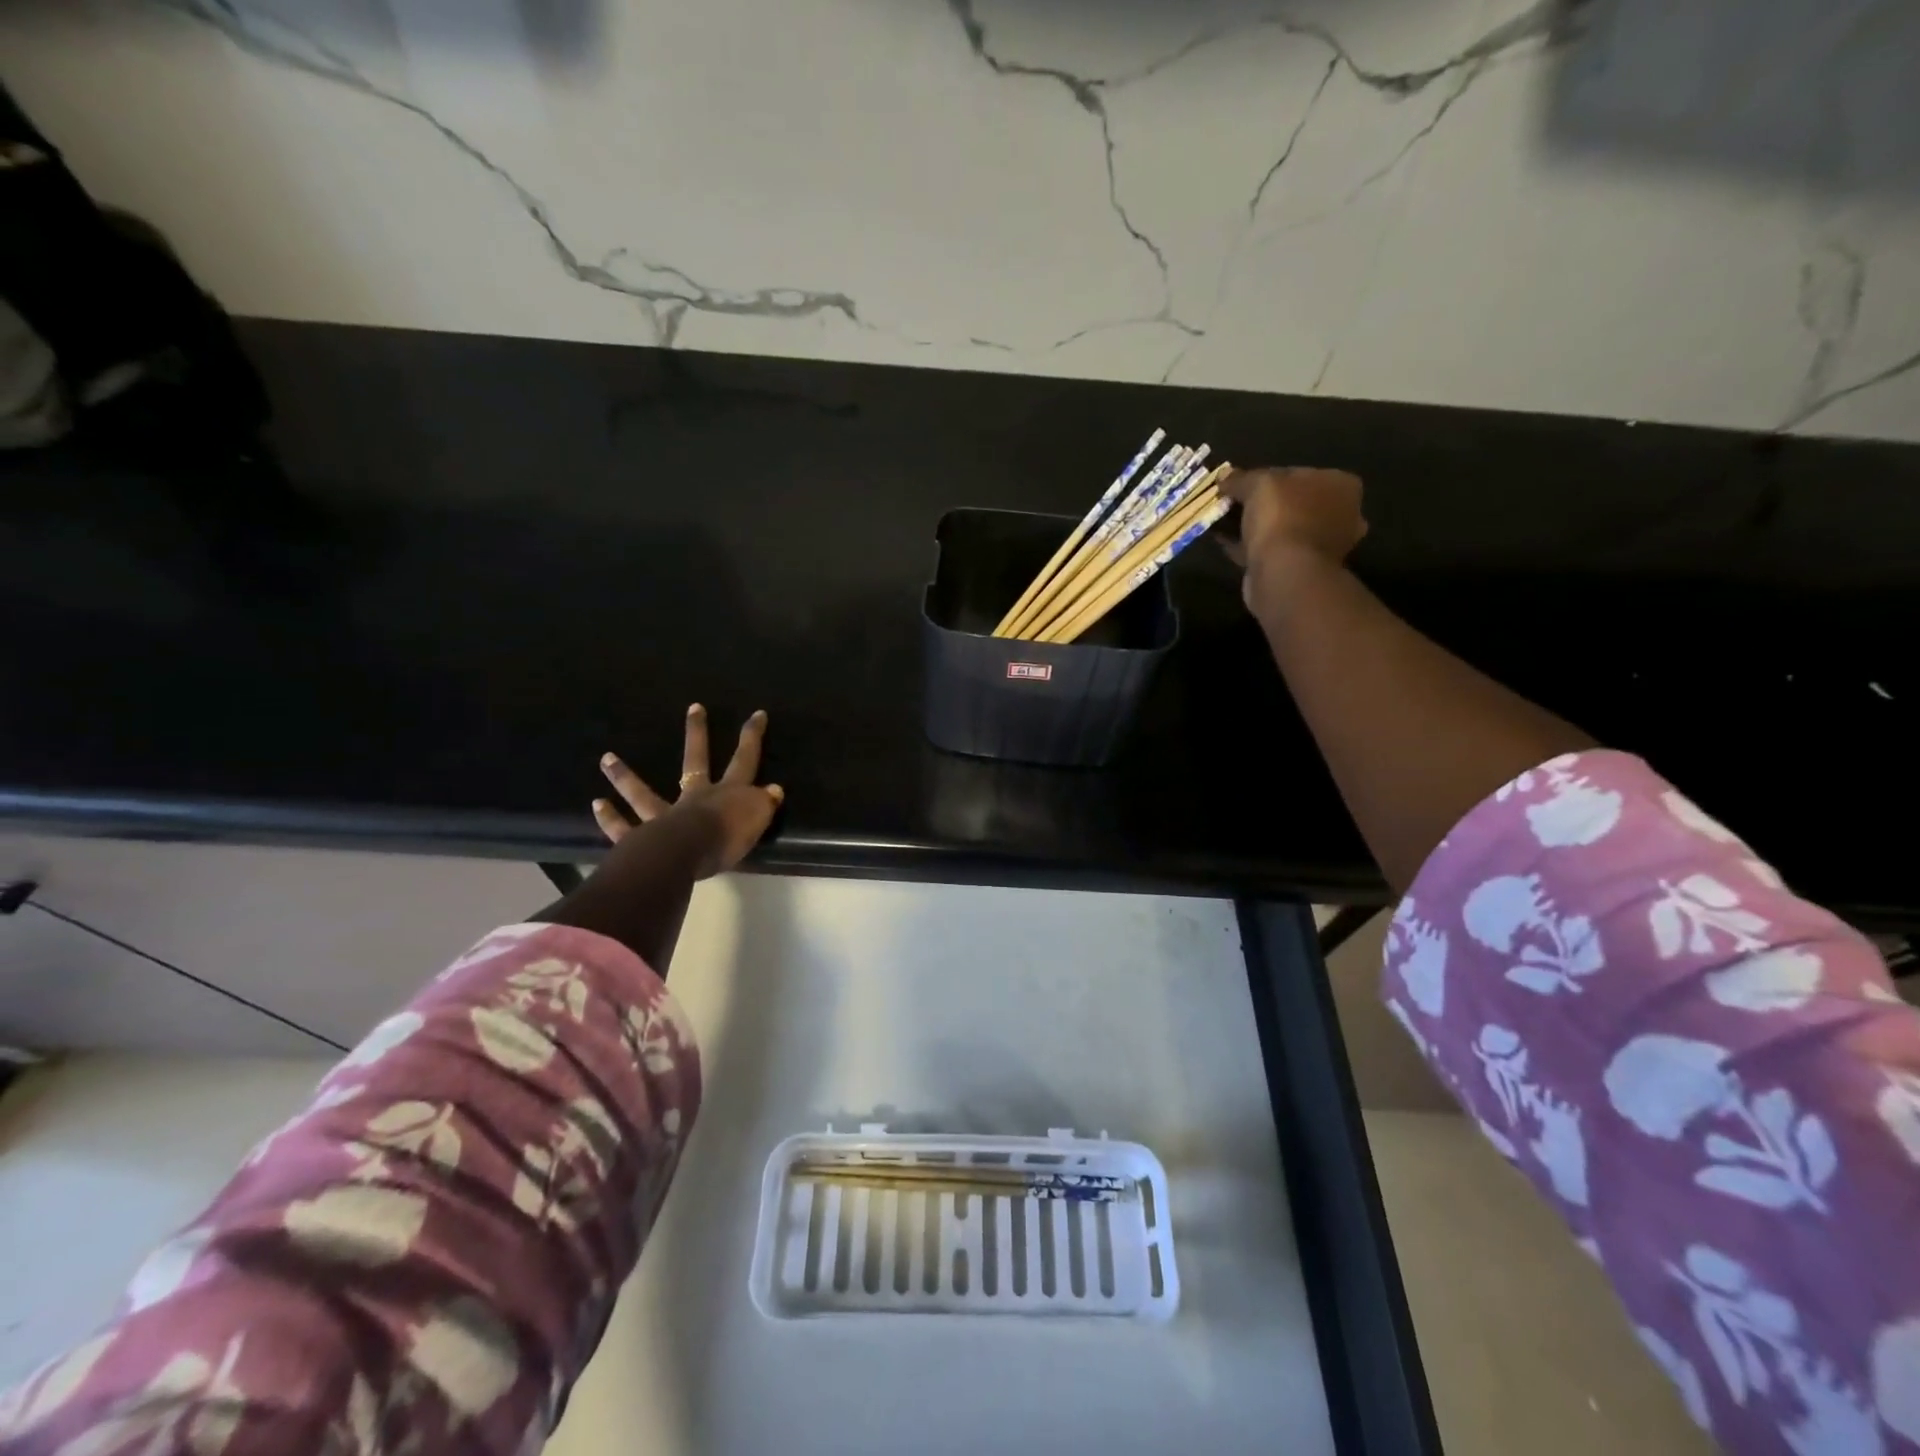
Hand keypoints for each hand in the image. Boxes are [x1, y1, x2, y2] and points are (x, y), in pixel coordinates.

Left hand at [593, 704, 783, 878]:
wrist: (687, 853)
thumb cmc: (726, 836)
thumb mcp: (757, 819)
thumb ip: (764, 803)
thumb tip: (773, 790)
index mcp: (726, 793)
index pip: (744, 760)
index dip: (752, 737)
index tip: (756, 713)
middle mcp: (694, 797)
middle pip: (695, 760)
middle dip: (697, 733)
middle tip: (694, 708)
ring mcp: (664, 816)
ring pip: (642, 793)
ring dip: (624, 776)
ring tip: (606, 758)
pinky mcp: (642, 838)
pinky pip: (623, 828)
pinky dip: (610, 818)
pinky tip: (598, 804)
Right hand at [1219, 467, 1367, 614]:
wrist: (1285, 573)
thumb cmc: (1282, 517)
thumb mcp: (1258, 484)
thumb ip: (1241, 478)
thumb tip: (1224, 476)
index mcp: (1341, 486)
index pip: (1299, 474)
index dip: (1267, 478)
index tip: (1241, 485)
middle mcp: (1341, 515)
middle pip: (1292, 503)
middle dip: (1262, 505)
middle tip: (1231, 505)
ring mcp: (1323, 546)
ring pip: (1281, 529)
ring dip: (1254, 527)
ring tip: (1223, 523)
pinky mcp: (1302, 570)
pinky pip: (1271, 551)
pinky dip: (1250, 547)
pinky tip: (1225, 542)